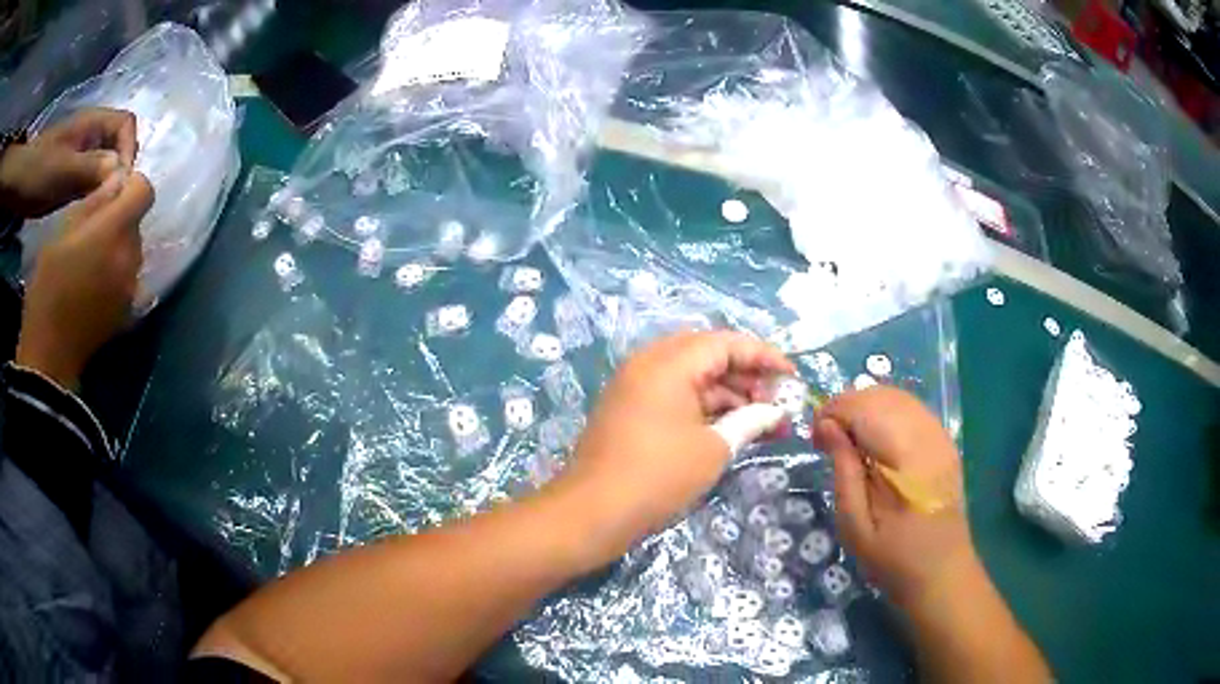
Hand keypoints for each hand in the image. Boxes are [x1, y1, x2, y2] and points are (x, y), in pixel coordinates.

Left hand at [0, 108, 137, 217]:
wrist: (19, 186)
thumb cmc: (38, 171)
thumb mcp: (63, 169)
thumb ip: (91, 167)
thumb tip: (121, 173)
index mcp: (93, 123)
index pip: (126, 124)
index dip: (129, 149)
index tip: (121, 183)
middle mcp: (91, 135)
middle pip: (118, 145)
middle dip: (120, 170)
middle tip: (113, 201)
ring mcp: (80, 156)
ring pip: (105, 166)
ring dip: (107, 185)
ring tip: (102, 211)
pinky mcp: (71, 177)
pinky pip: (91, 182)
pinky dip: (95, 195)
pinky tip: (89, 214)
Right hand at [15, 172, 152, 388]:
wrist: (49, 354)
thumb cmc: (48, 285)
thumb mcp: (63, 230)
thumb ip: (95, 202)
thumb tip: (118, 180)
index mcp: (114, 230)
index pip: (145, 191)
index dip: (132, 186)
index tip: (112, 192)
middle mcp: (130, 257)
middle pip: (137, 223)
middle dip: (121, 219)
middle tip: (94, 232)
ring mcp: (131, 288)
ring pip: (134, 251)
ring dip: (119, 248)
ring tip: (93, 262)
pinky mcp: (128, 313)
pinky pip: (131, 281)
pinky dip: (119, 274)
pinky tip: (99, 285)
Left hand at [549, 330, 793, 569]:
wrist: (592, 512)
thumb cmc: (658, 476)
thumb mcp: (713, 448)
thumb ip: (749, 420)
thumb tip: (775, 411)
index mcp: (668, 363)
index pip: (726, 343)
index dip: (764, 356)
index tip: (793, 376)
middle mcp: (649, 364)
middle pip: (709, 355)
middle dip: (747, 375)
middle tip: (776, 401)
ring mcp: (635, 386)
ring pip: (692, 377)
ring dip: (728, 394)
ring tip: (762, 421)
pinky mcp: (630, 409)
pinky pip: (675, 395)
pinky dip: (703, 407)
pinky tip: (730, 428)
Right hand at [814, 386, 978, 610]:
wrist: (941, 571)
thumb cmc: (892, 558)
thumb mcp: (855, 524)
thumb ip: (843, 469)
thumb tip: (826, 425)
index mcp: (905, 457)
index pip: (863, 407)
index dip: (832, 412)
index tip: (814, 440)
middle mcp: (926, 435)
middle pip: (880, 395)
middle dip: (846, 407)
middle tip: (826, 440)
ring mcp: (939, 435)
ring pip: (896, 395)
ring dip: (864, 407)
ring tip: (847, 439)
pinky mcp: (944, 441)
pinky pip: (911, 408)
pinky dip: (885, 412)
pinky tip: (873, 439)